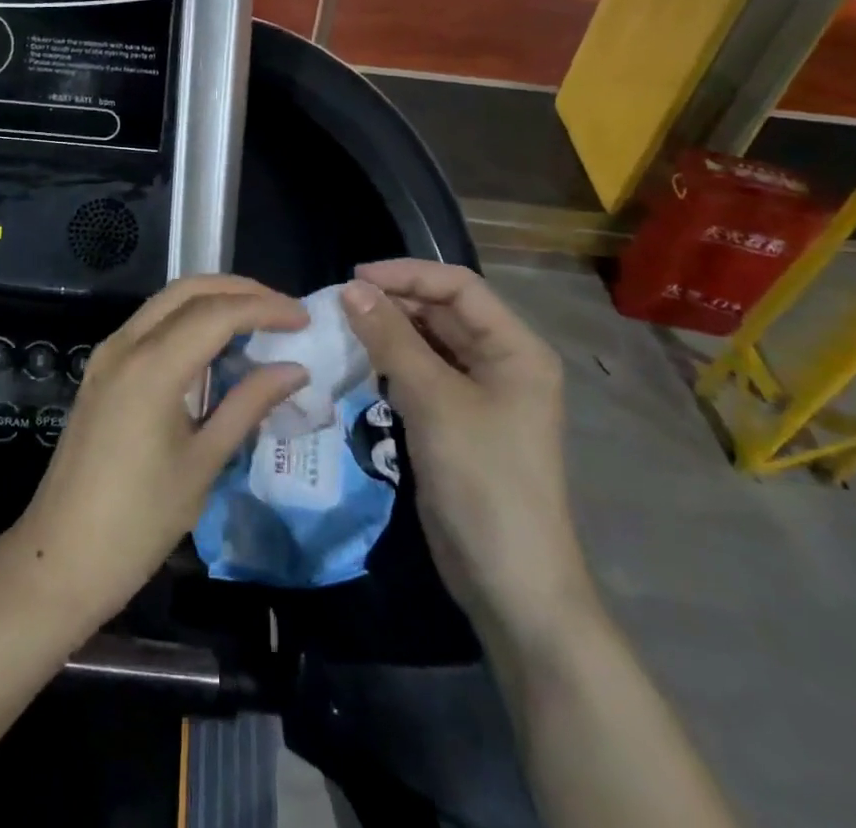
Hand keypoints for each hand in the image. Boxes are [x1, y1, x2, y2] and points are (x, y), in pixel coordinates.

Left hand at [8, 276, 309, 629]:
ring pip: (166, 302)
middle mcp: (125, 345)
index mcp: (152, 367)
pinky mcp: (101, 371)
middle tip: (283, 310)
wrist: (61, 559)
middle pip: (188, 290)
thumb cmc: (139, 522)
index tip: (303, 318)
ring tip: (258, 320)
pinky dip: (187, 320)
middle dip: (239, 290)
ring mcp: (107, 355)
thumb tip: (295, 370)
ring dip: (212, 300)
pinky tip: (215, 344)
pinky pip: (149, 325)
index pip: (217, 313)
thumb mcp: (203, 463)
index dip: (265, 308)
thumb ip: (248, 405)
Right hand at [343, 261, 593, 644]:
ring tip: (342, 327)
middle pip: (443, 312)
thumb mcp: (434, 400)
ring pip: (429, 343)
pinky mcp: (455, 421)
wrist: (509, 581)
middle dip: (394, 302)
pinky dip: (391, 363)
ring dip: (389, 332)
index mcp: (515, 348)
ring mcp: (479, 394)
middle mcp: (501, 362)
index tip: (354, 279)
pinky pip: (421, 374)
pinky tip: (360, 363)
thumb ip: (391, 339)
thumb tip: (351, 289)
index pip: (459, 287)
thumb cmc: (483, 479)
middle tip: (340, 304)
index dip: (407, 274)